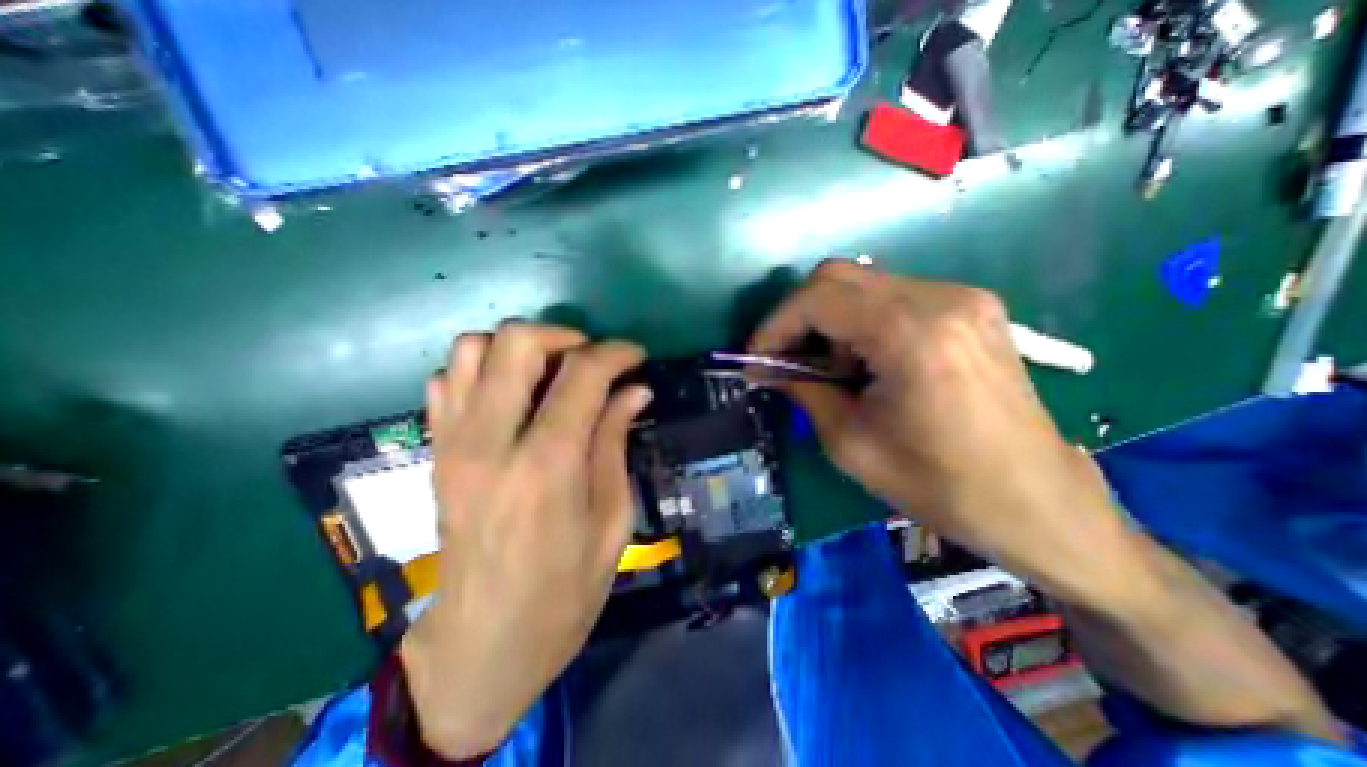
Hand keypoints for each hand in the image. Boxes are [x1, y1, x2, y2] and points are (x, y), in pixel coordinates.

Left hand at [402, 321, 651, 758]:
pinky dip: (484, 371)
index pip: (581, 374)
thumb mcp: (611, 520)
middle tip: (591, 360)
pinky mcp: (436, 451)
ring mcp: (453, 443)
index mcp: (546, 466)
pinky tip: (513, 397)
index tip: (636, 356)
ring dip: (520, 348)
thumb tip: (634, 391)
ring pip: (473, 348)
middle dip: (563, 336)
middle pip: (516, 341)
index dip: (615, 353)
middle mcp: (491, 442)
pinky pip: (448, 380)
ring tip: (551, 375)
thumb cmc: (564, 591)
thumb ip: (615, 443)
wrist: (481, 644)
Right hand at [753, 262, 1145, 606]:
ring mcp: (962, 297)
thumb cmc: (939, 485)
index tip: (756, 358)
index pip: (818, 298)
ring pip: (863, 284)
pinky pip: (892, 296)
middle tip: (785, 360)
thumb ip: (802, 390)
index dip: (775, 324)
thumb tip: (765, 368)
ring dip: (830, 321)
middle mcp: (941, 298)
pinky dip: (860, 322)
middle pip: (838, 276)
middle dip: (798, 317)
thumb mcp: (850, 443)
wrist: (1038, 503)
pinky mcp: (971, 307)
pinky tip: (865, 361)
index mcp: (912, 334)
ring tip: (830, 369)